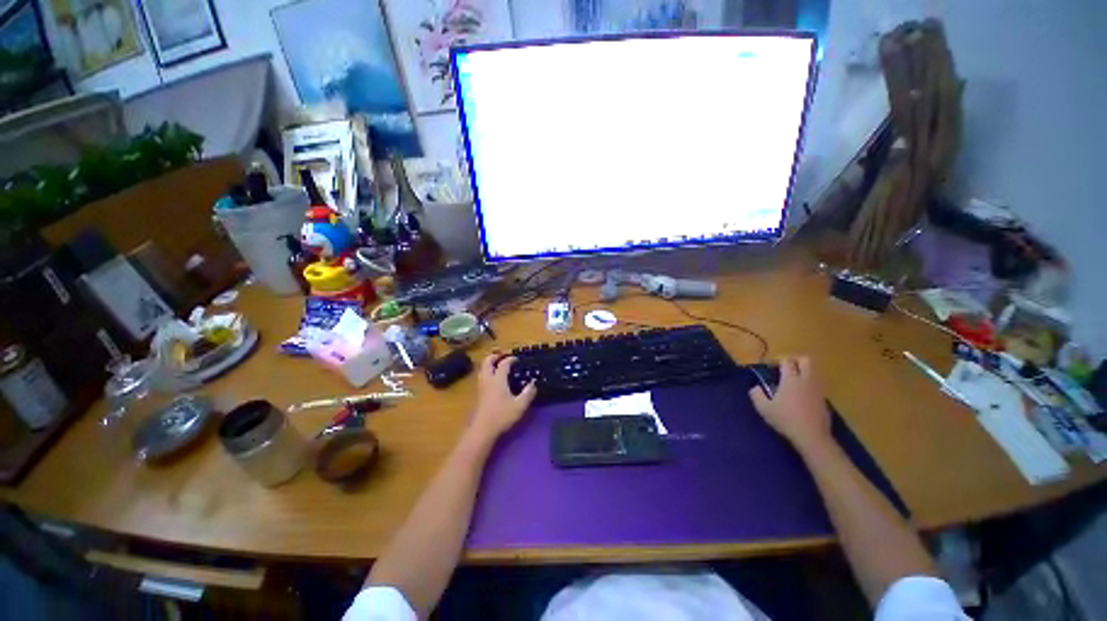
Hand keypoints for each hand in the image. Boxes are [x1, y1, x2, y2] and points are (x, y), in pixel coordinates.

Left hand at [470, 352, 536, 438]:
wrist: (482, 429)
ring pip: (482, 369)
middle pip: (487, 362)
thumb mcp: (520, 405)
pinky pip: (482, 376)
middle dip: (494, 356)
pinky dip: (487, 372)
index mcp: (498, 379)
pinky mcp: (478, 394)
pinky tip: (493, 379)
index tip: (517, 359)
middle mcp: (488, 379)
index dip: (510, 359)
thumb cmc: (502, 415)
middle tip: (502, 355)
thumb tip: (533, 384)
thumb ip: (528, 393)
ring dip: (489, 363)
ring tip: (497, 364)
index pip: (503, 363)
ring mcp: (481, 386)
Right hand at [748, 356, 831, 452]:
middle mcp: (806, 380)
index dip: (777, 360)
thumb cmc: (786, 419)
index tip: (769, 366)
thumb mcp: (763, 408)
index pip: (786, 360)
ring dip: (802, 373)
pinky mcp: (824, 400)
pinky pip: (816, 385)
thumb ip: (756, 394)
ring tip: (791, 383)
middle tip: (784, 369)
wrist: (812, 436)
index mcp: (791, 379)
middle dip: (794, 361)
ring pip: (812, 372)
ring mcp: (817, 390)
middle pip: (805, 360)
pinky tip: (799, 397)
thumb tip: (756, 388)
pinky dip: (808, 386)